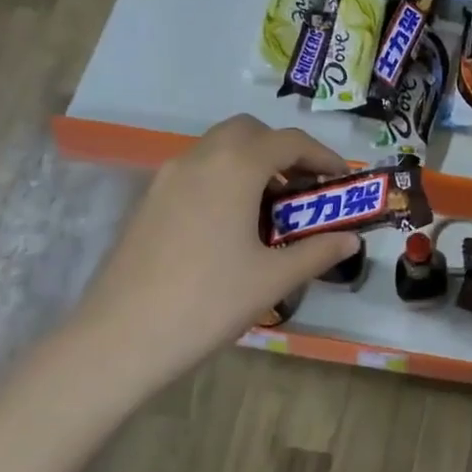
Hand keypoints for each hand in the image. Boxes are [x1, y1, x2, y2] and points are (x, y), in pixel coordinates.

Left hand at [68, 116, 360, 390]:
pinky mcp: (148, 202)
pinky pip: (196, 171)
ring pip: (218, 148)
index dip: (322, 155)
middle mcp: (199, 159)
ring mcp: (166, 178)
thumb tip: (351, 240)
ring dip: (252, 162)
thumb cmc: (208, 302)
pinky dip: (224, 178)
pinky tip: (233, 225)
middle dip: (283, 149)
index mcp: (235, 168)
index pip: (289, 141)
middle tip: (304, 186)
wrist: (119, 340)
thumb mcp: (274, 278)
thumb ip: (318, 252)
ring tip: (273, 208)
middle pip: (249, 131)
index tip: (341, 179)